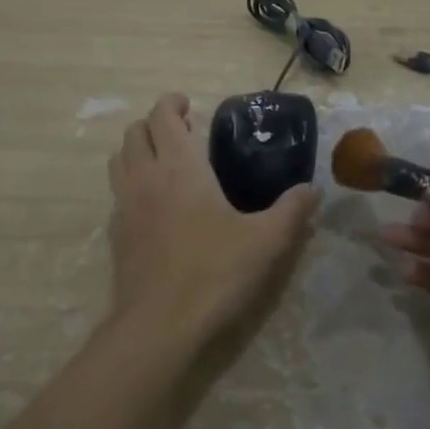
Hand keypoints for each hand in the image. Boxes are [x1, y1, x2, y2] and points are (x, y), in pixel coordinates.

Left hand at [107, 94, 317, 348]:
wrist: (159, 325)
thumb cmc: (215, 272)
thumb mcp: (266, 241)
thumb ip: (292, 210)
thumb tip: (314, 190)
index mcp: (180, 168)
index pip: (162, 116)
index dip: (171, 103)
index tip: (188, 105)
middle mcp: (146, 177)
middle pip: (135, 133)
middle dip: (154, 124)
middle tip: (181, 133)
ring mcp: (125, 206)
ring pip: (119, 160)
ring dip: (138, 150)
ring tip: (164, 162)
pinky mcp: (116, 235)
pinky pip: (117, 193)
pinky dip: (132, 184)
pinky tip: (155, 206)